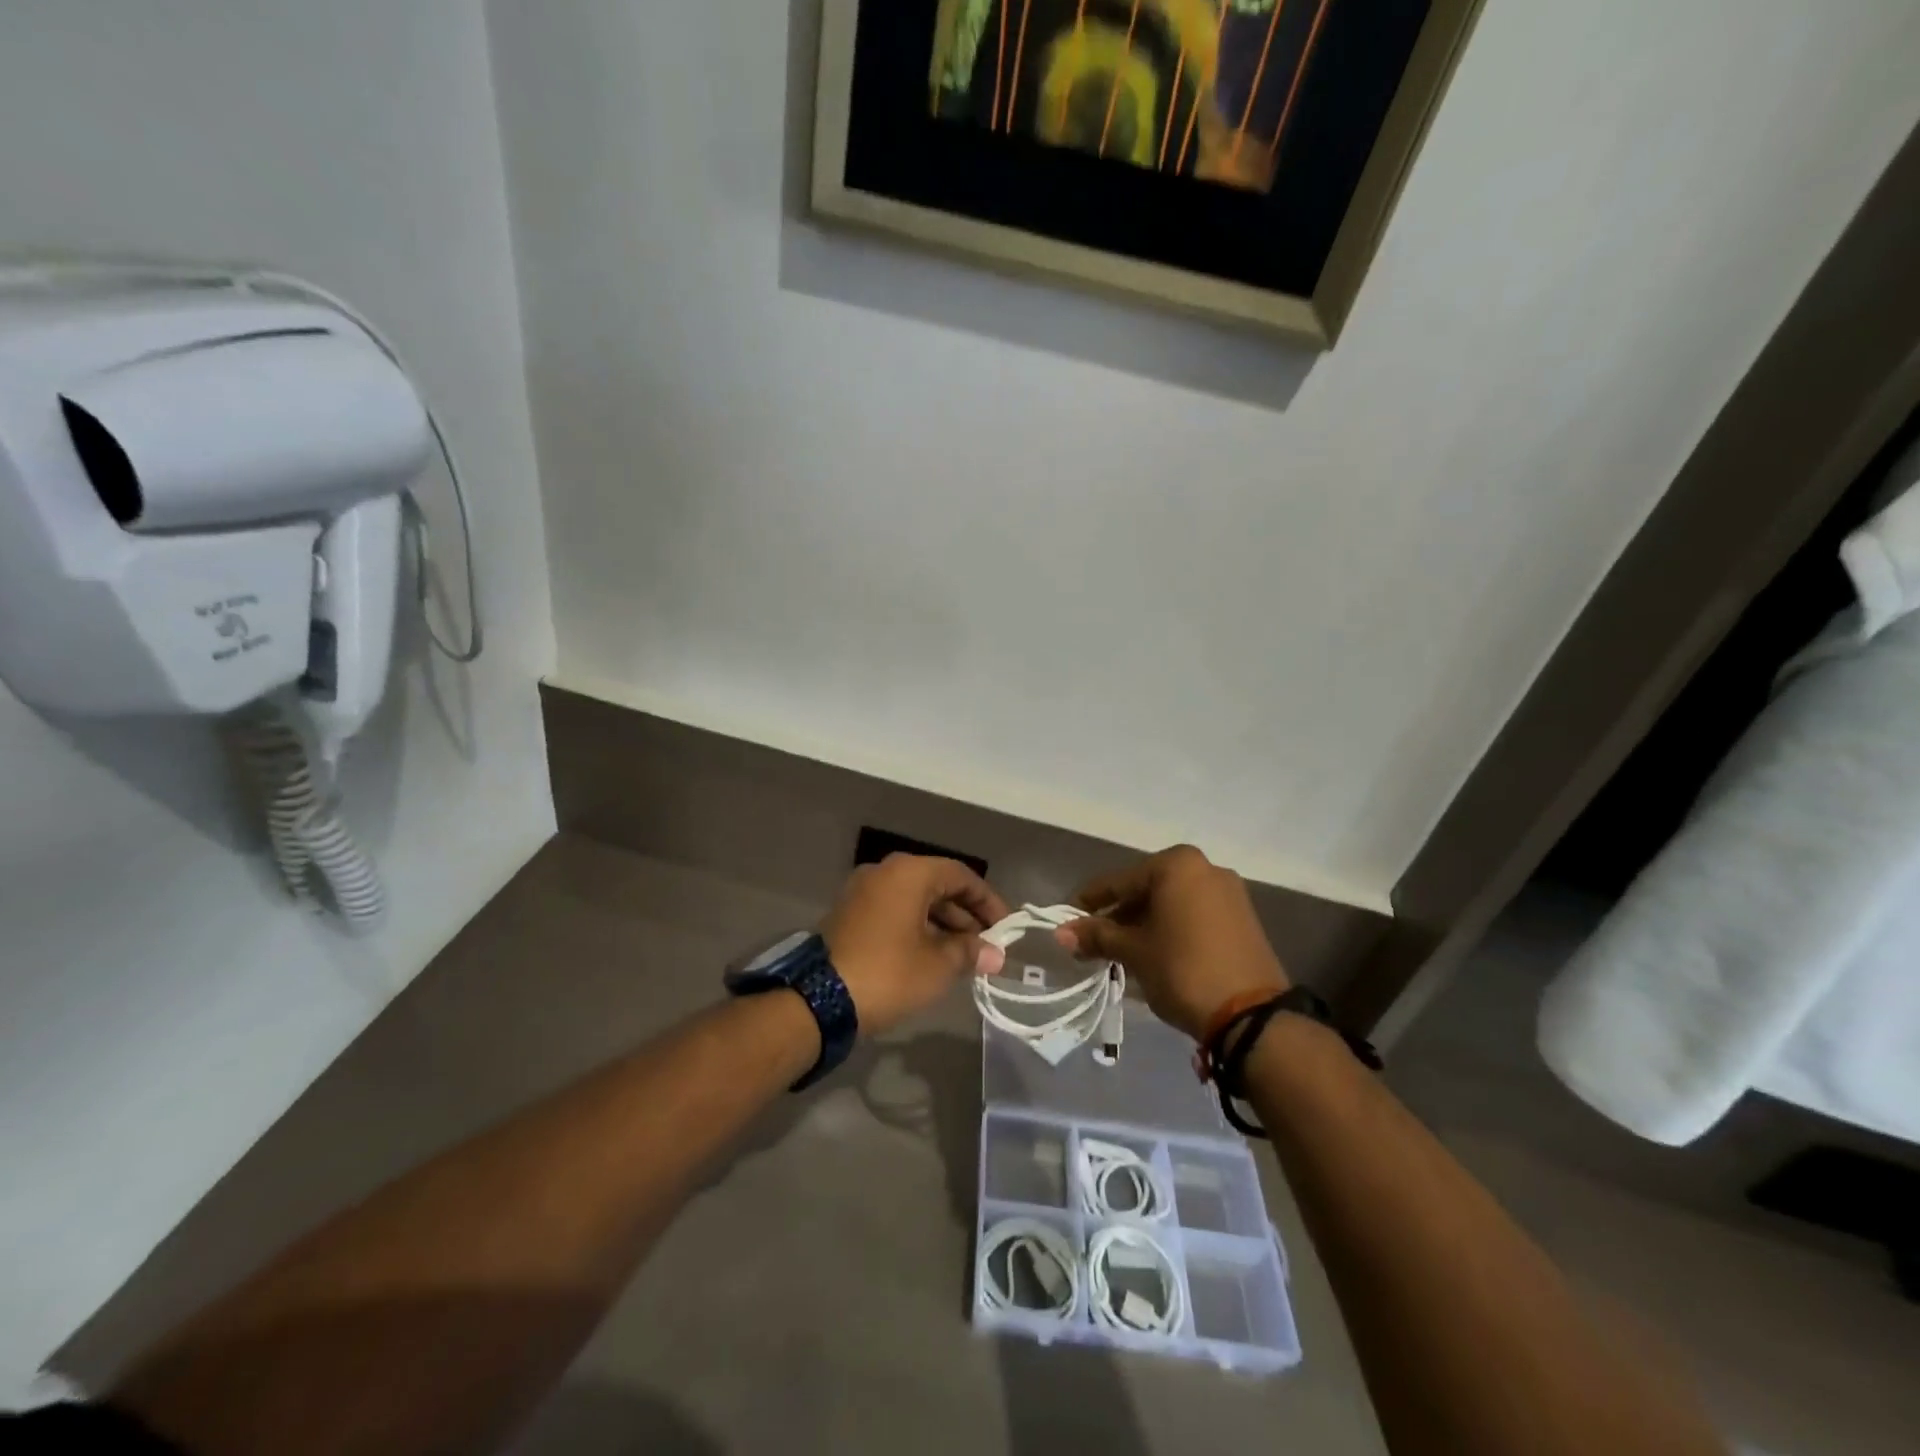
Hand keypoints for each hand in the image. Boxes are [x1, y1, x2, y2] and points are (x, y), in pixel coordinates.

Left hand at [821, 854, 1009, 1036]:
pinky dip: (917, 927)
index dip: (988, 902)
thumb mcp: (938, 965)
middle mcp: (884, 872)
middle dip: (965, 916)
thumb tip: (995, 953)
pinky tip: (932, 956)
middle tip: (986, 947)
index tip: (1006, 929)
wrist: (820, 1000)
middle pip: (937, 884)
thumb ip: (970, 952)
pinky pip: (894, 911)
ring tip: (963, 957)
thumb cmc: (889, 974)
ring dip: (942, 924)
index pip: (961, 875)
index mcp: (909, 872)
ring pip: (915, 899)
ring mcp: (863, 891)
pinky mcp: (850, 913)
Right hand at [1054, 846, 1288, 1041]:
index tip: (1068, 919)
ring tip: (1120, 951)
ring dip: (1143, 923)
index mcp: (1177, 864)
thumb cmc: (1183, 970)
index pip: (1120, 881)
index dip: (1090, 901)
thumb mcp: (1134, 952)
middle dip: (1119, 915)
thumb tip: (1061, 932)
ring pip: (1171, 903)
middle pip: (1147, 888)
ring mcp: (1228, 893)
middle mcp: (1205, 868)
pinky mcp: (1242, 918)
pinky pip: (1194, 914)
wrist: (1251, 1016)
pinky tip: (1154, 952)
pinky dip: (1170, 928)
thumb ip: (1098, 936)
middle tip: (1092, 940)